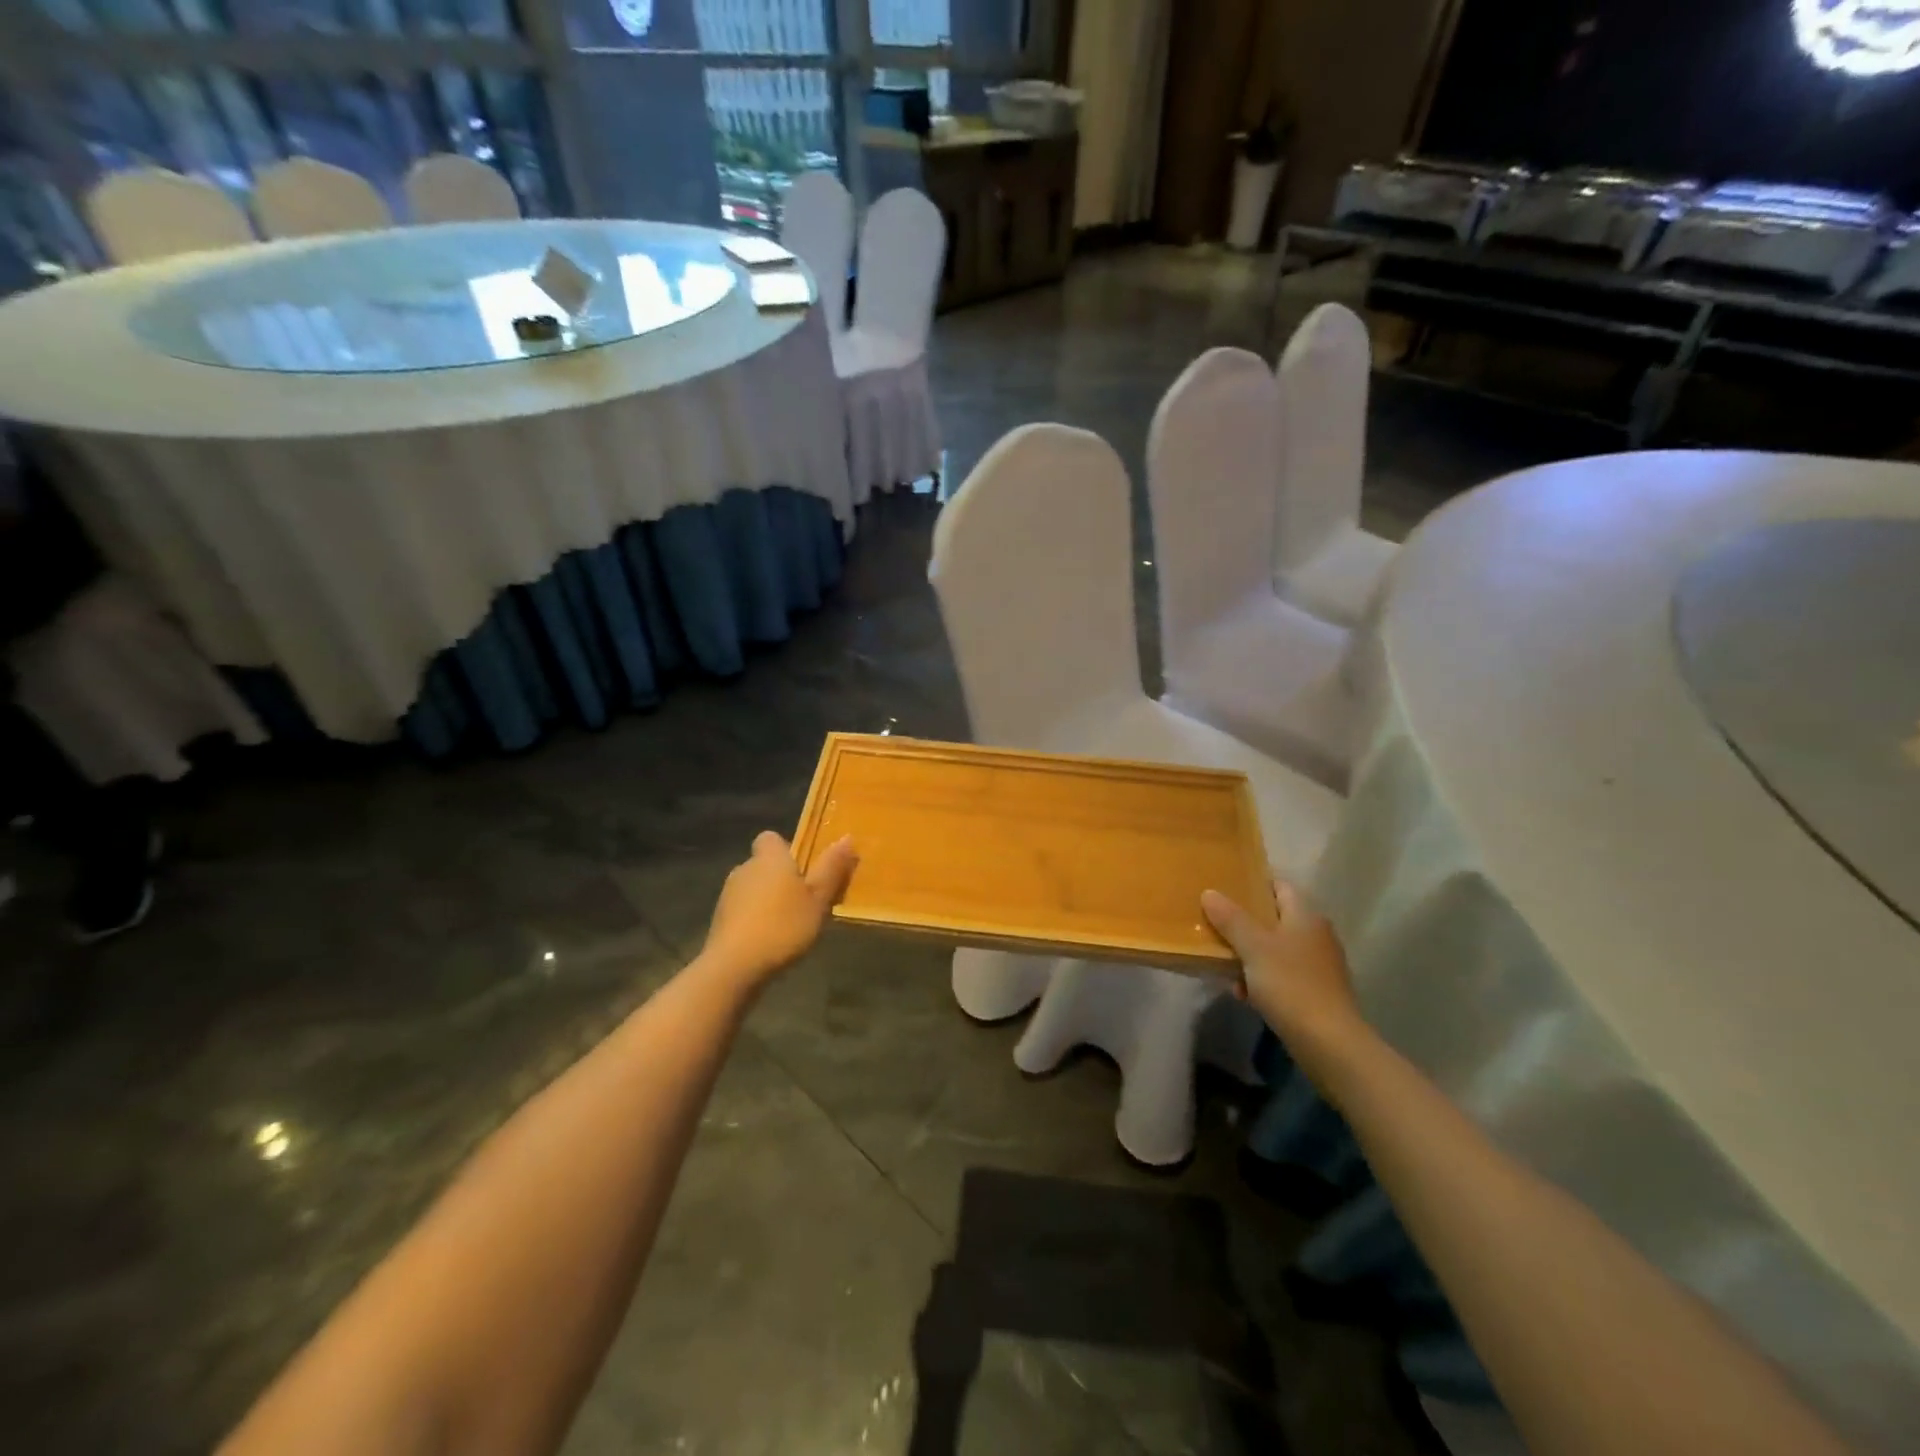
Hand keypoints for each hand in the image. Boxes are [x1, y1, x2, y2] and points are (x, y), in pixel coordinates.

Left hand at [699, 831, 857, 991]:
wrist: (734, 966)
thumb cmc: (783, 925)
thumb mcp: (818, 899)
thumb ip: (831, 869)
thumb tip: (847, 837)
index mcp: (769, 858)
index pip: (771, 838)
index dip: (786, 850)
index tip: (804, 869)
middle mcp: (744, 868)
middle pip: (764, 865)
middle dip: (780, 879)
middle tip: (805, 901)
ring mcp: (727, 895)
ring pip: (752, 889)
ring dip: (767, 901)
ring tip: (789, 925)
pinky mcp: (718, 921)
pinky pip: (742, 911)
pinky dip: (754, 920)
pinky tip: (769, 942)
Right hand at [1201, 879, 1365, 1074]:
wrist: (1330, 1044)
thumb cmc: (1291, 985)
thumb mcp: (1254, 947)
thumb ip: (1231, 918)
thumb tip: (1210, 892)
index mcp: (1306, 916)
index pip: (1279, 886)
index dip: (1253, 883)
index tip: (1224, 887)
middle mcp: (1316, 935)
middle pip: (1275, 918)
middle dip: (1244, 923)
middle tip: (1214, 924)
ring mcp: (1318, 966)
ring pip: (1275, 949)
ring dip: (1249, 954)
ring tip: (1222, 962)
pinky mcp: (1315, 992)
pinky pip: (1281, 975)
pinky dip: (1261, 979)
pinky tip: (1242, 993)